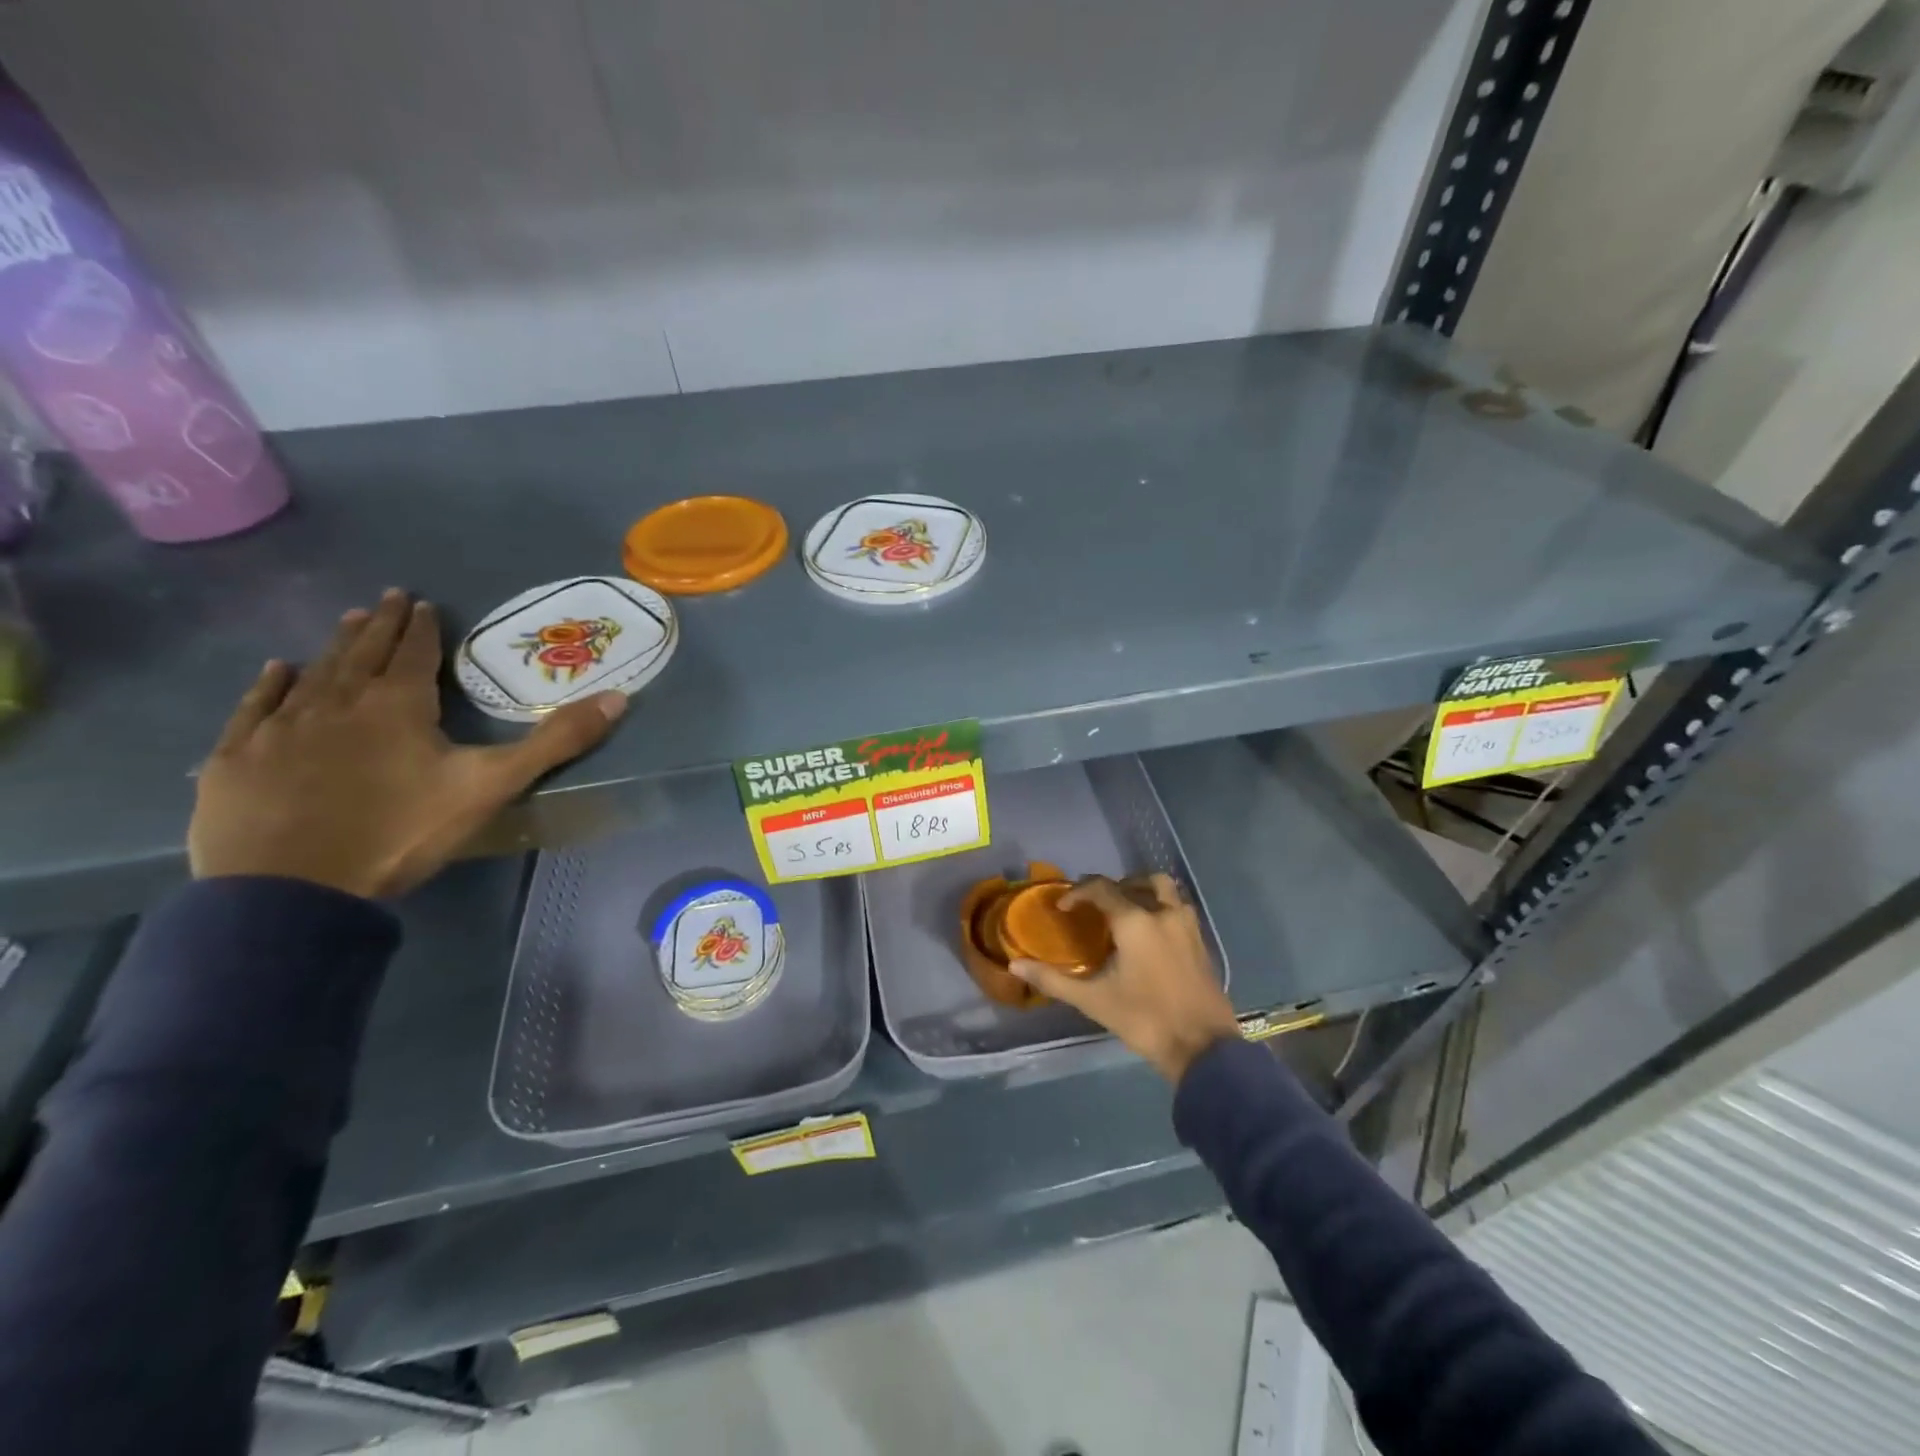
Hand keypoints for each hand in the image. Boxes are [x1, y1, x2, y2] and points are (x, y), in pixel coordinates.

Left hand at [189, 589, 626, 900]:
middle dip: (380, 626)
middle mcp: (338, 701)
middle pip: (362, 653)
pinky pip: (256, 707)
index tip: (423, 602)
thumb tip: (618, 698)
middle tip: (388, 598)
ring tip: (347, 621)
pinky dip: (269, 685)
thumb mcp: (493, 786)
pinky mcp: (239, 758)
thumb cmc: (403, 831)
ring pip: (313, 672)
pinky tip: (276, 670)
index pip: (414, 653)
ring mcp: (282, 728)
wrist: (293, 889)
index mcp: (397, 704)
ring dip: (334, 645)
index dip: (422, 628)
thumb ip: (555, 742)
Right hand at [1010, 874, 1239, 1082]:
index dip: (1078, 893)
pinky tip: (1150, 935)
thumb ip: (1053, 980)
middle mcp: (1163, 913)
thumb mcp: (1093, 1001)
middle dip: (1114, 886)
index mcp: (1135, 921)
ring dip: (1143, 891)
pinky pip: (1178, 909)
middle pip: (1139, 881)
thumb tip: (1015, 966)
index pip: (1101, 888)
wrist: (1203, 1049)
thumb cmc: (1144, 1020)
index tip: (1063, 908)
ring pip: (1165, 890)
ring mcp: (1187, 926)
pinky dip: (1161, 908)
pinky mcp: (1201, 941)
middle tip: (1096, 906)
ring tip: (1126, 912)